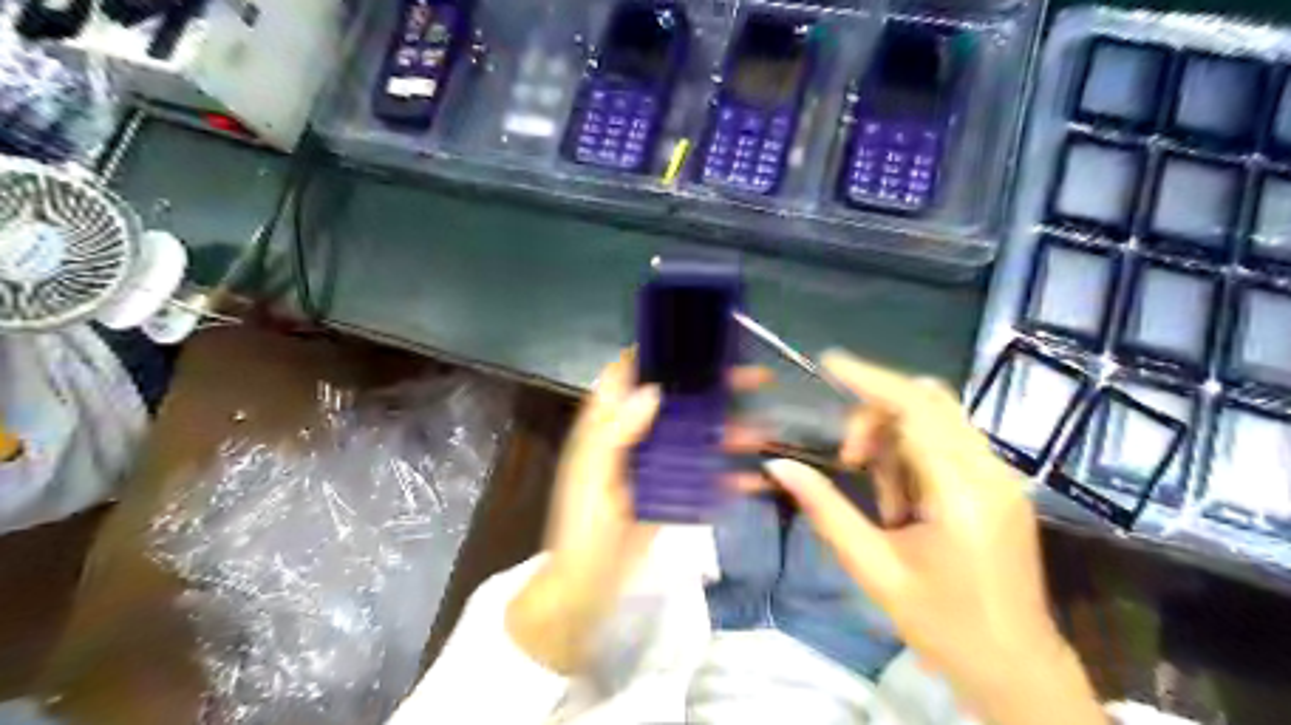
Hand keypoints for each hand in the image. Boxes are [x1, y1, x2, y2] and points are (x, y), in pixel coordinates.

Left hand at [505, 350, 763, 673]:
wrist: (588, 587)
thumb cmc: (584, 527)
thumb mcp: (593, 477)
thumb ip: (616, 432)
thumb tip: (653, 389)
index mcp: (608, 425)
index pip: (629, 373)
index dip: (658, 351)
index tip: (696, 338)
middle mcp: (634, 436)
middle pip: (676, 400)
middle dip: (713, 387)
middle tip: (756, 378)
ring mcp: (656, 465)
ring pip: (696, 436)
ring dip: (729, 431)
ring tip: (766, 431)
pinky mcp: (672, 492)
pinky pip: (703, 475)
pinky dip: (728, 475)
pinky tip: (755, 478)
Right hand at [758, 351, 1104, 724]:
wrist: (1017, 669)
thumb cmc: (944, 626)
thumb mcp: (874, 569)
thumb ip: (825, 510)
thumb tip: (780, 467)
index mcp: (961, 492)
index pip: (914, 408)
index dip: (870, 379)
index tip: (830, 362)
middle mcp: (990, 472)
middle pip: (928, 402)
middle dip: (876, 416)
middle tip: (848, 461)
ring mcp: (1002, 478)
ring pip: (938, 420)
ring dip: (895, 440)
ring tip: (884, 503)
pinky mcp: (1001, 487)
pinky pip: (950, 444)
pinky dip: (915, 456)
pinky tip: (905, 503)